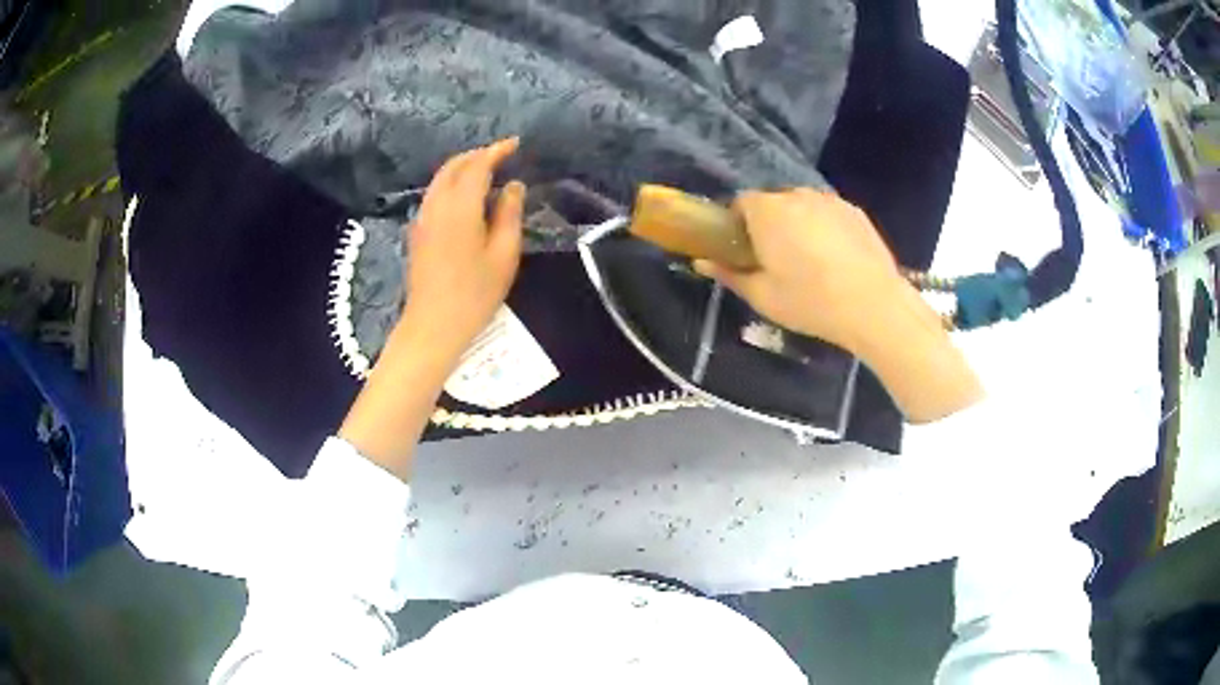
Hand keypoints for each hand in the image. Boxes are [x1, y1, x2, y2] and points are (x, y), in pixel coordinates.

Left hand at [338, 140, 525, 480]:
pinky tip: (466, 196)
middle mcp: (436, 205)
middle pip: (454, 166)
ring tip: (487, 171)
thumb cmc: (475, 294)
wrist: (433, 325)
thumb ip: (509, 214)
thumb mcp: (504, 254)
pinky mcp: (418, 232)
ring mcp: (423, 218)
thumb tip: (513, 186)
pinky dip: (452, 183)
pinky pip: (434, 194)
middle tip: (501, 155)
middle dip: (477, 155)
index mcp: (460, 207)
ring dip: (463, 168)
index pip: (477, 166)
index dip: (496, 151)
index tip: (515, 144)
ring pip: (440, 179)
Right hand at [694, 188, 908, 355]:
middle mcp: (797, 195)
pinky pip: (828, 213)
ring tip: (810, 259)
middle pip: (773, 202)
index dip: (738, 224)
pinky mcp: (855, 211)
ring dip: (798, 223)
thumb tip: (702, 262)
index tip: (744, 250)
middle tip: (776, 259)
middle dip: (769, 223)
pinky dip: (824, 227)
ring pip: (802, 206)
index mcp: (767, 211)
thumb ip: (729, 274)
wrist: (874, 306)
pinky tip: (835, 258)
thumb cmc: (810, 302)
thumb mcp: (763, 297)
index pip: (741, 202)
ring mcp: (830, 200)